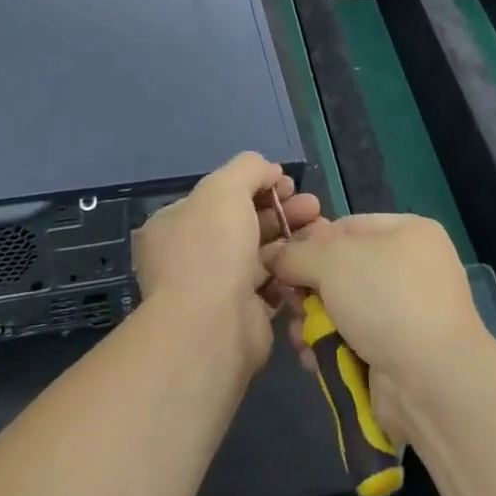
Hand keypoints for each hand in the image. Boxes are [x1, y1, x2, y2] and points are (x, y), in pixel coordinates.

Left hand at [133, 152, 321, 377]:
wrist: (212, 326)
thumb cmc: (211, 247)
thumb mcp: (225, 187)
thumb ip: (249, 168)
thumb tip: (270, 171)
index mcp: (174, 224)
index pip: (218, 196)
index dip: (255, 184)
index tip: (287, 183)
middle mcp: (191, 254)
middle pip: (243, 222)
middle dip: (281, 209)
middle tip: (312, 204)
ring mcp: (216, 287)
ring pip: (261, 252)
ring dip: (291, 236)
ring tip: (321, 226)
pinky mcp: (242, 314)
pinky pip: (271, 283)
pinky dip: (292, 269)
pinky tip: (313, 258)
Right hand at [261, 214, 491, 443]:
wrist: (432, 381)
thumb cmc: (385, 299)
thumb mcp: (332, 260)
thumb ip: (297, 253)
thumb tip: (275, 256)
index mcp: (409, 232)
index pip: (347, 226)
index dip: (311, 242)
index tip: (281, 262)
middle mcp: (412, 268)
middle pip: (343, 269)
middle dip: (310, 288)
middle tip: (288, 302)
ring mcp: (408, 314)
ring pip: (345, 309)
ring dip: (315, 322)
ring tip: (298, 336)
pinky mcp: (400, 354)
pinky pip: (354, 341)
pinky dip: (331, 348)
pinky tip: (312, 358)